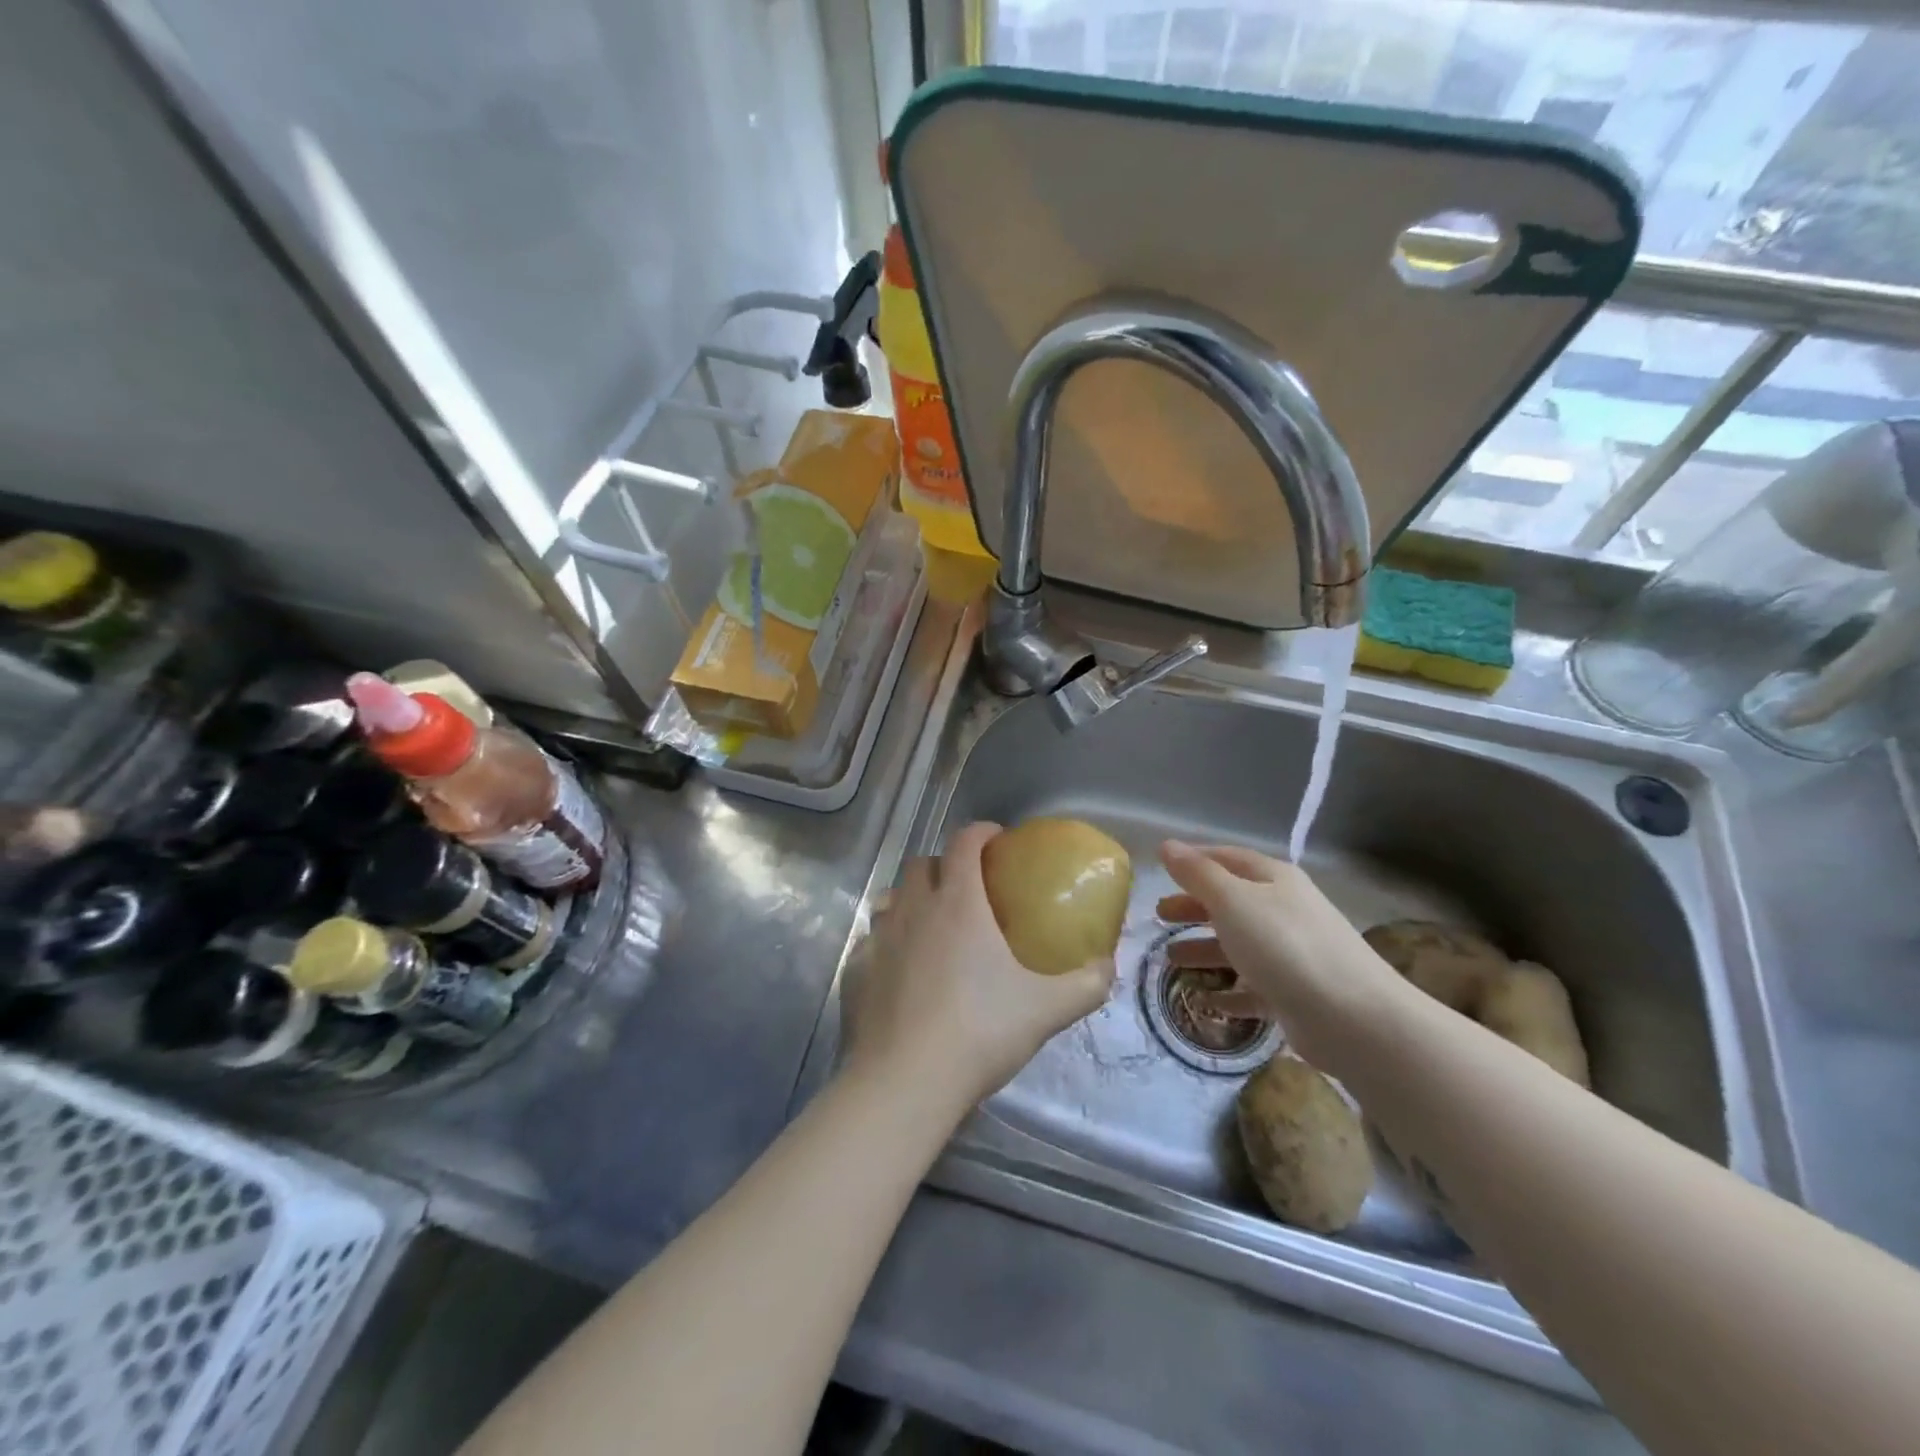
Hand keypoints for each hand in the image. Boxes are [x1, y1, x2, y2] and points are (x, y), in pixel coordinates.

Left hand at [841, 822, 1115, 1111]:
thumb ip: (1085, 984)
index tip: (997, 840)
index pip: (965, 843)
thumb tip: (1107, 965)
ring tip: (934, 926)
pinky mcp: (856, 970)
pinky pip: (872, 939)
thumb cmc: (979, 1032)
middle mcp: (914, 909)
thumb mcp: (1046, 1009)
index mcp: (958, 903)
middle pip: (921, 863)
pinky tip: (903, 969)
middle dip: (944, 865)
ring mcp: (879, 938)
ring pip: (893, 898)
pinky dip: (889, 941)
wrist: (905, 1082)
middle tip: (968, 889)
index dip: (982, 833)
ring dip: (912, 900)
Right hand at [1157, 840, 1407, 1070]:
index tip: (1162, 871)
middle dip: (1194, 908)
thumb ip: (1197, 874)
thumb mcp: (1232, 901)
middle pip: (1231, 903)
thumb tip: (1167, 845)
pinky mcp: (1297, 995)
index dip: (1194, 861)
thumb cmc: (1284, 946)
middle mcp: (1285, 910)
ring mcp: (1293, 954)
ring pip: (1240, 946)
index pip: (1227, 858)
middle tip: (1159, 917)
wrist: (1354, 1018)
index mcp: (1274, 880)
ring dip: (1204, 950)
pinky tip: (1208, 1000)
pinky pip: (1254, 988)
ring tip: (1170, 961)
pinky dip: (1230, 991)